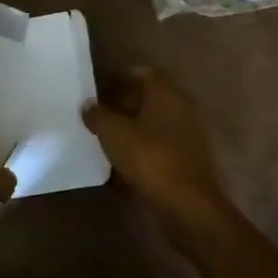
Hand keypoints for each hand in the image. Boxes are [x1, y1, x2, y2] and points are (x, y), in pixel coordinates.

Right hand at [82, 68, 231, 232]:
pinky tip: (124, 158)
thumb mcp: (113, 133)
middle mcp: (181, 107)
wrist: (188, 204)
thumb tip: (89, 104)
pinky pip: (161, 143)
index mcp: (166, 93)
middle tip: (98, 113)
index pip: (143, 72)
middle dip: (124, 102)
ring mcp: (188, 134)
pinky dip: (144, 145)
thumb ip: (98, 114)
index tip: (98, 89)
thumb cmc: (149, 158)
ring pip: (155, 121)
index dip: (119, 78)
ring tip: (107, 136)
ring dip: (133, 126)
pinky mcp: (188, 158)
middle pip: (149, 97)